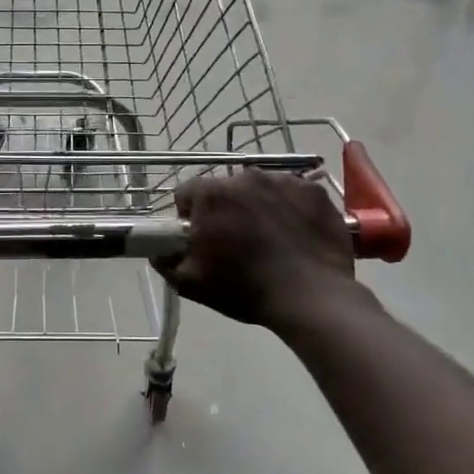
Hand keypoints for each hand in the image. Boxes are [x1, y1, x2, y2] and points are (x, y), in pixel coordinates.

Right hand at [154, 169, 359, 329]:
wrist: (310, 296)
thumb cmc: (244, 289)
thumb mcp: (190, 283)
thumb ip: (165, 261)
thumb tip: (159, 251)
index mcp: (211, 194)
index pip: (186, 194)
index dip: (189, 217)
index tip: (200, 240)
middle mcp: (245, 177)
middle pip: (224, 189)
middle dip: (224, 210)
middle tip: (235, 243)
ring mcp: (284, 180)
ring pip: (259, 189)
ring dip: (257, 207)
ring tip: (268, 240)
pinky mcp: (314, 191)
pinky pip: (292, 194)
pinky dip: (289, 208)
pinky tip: (294, 235)